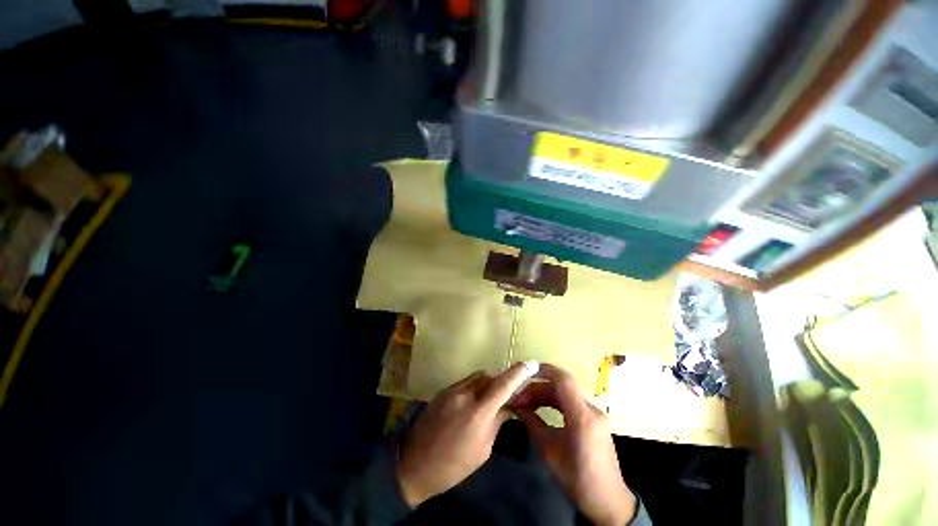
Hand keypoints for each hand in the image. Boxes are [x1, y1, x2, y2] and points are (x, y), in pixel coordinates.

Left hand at [396, 361, 539, 507]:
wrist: (414, 465)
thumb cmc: (453, 466)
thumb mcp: (482, 450)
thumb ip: (496, 422)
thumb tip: (507, 406)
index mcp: (478, 413)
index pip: (503, 386)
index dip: (518, 373)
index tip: (529, 364)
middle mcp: (465, 395)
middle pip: (489, 377)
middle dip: (501, 381)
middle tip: (507, 393)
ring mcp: (451, 390)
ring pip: (477, 377)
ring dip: (487, 383)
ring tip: (490, 397)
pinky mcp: (442, 391)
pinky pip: (465, 382)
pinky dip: (474, 387)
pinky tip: (472, 401)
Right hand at [511, 364, 636, 525]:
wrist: (608, 502)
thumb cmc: (577, 480)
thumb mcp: (549, 453)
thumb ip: (533, 424)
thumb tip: (517, 407)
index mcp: (582, 417)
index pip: (563, 380)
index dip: (544, 370)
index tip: (524, 371)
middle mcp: (591, 410)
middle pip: (561, 386)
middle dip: (537, 388)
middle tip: (519, 398)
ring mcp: (594, 414)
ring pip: (565, 393)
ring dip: (544, 395)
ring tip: (526, 403)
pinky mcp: (594, 420)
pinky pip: (571, 402)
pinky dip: (554, 402)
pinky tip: (541, 408)